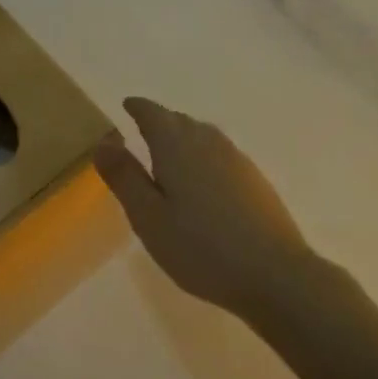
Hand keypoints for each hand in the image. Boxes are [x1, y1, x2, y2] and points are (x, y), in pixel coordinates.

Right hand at [94, 97, 327, 322]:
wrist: (274, 274)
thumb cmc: (200, 248)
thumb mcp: (148, 217)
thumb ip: (125, 176)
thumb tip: (103, 140)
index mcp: (177, 146)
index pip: (153, 114)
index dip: (138, 107)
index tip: (127, 105)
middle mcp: (208, 142)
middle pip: (179, 120)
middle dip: (160, 120)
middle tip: (142, 129)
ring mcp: (236, 159)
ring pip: (202, 135)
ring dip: (183, 136)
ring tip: (168, 152)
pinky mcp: (255, 180)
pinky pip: (220, 154)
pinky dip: (202, 155)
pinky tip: (202, 179)